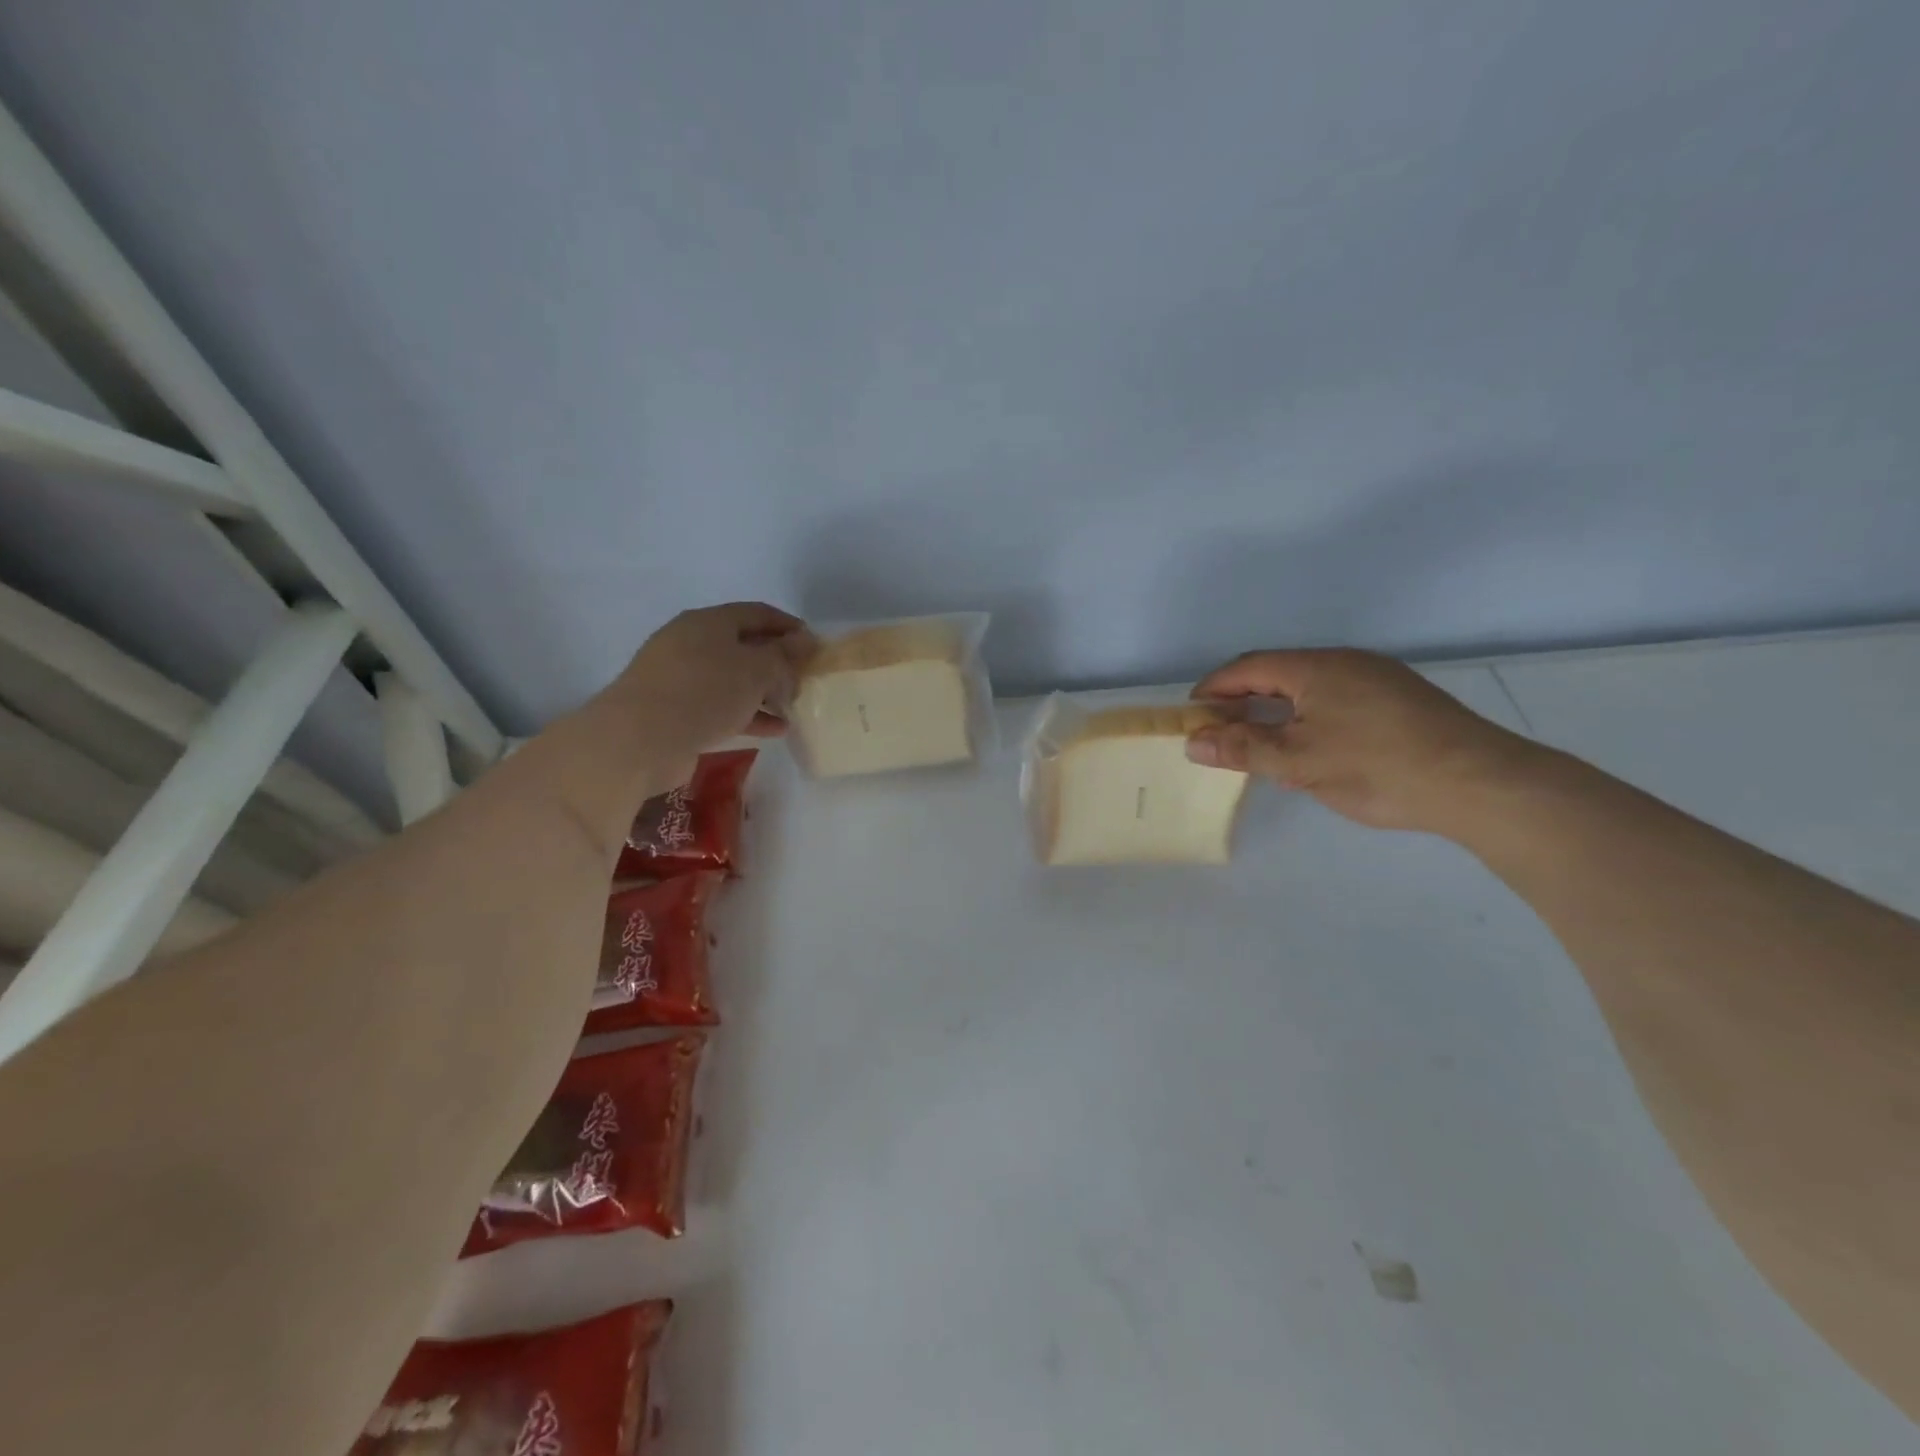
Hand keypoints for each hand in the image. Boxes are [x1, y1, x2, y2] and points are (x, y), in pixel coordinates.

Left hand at [608, 602, 812, 773]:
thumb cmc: (704, 692)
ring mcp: (680, 677)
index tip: (814, 645)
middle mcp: (691, 642)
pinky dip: (747, 714)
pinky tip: (773, 730)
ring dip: (764, 692)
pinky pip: (720, 705)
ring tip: (792, 707)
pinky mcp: (675, 710)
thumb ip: (784, 655)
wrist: (639, 739)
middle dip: (776, 662)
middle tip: (804, 679)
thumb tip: (804, 640)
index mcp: (709, 622)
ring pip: (732, 678)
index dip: (789, 626)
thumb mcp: (756, 670)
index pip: (757, 613)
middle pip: (744, 645)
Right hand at [1184, 649, 1540, 835]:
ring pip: (1309, 686)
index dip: (1214, 689)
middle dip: (1243, 699)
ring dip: (1276, 707)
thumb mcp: (1298, 763)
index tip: (1191, 715)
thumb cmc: (1376, 768)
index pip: (1248, 668)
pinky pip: (1336, 696)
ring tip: (1260, 741)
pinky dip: (1307, 714)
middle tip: (1221, 731)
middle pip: (1277, 672)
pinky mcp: (1400, 698)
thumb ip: (1242, 749)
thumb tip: (1193, 742)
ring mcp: (1377, 677)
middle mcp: (1346, 661)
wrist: (1479, 783)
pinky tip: (1311, 744)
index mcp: (1316, 667)